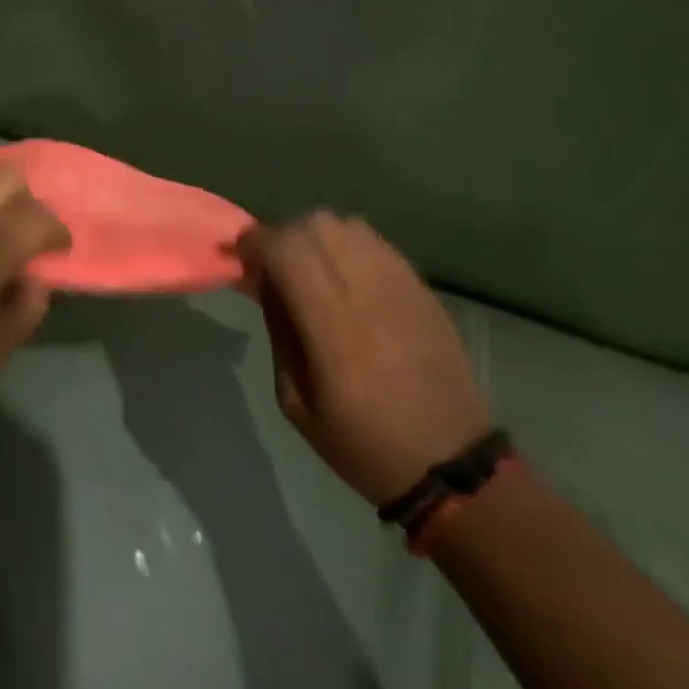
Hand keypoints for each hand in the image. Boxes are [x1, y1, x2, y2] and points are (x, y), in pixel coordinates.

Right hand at [237, 213, 491, 505]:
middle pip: (316, 225)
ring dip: (316, 236)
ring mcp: (400, 284)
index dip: (255, 241)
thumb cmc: (362, 442)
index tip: (238, 255)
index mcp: (331, 325)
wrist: (450, 463)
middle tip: (270, 264)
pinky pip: (375, 242)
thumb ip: (278, 331)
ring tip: (307, 267)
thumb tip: (263, 283)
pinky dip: (348, 245)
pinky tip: (343, 276)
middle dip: (282, 235)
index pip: (286, 248)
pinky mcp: (421, 287)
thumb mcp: (295, 401)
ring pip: (346, 225)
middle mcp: (367, 290)